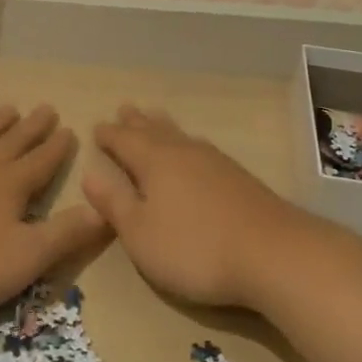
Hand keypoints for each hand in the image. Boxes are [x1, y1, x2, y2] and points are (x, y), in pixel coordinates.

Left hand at [0, 105, 106, 326]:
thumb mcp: (27, 258)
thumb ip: (66, 234)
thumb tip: (104, 210)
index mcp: (10, 186)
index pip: (42, 161)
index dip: (58, 147)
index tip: (70, 129)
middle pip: (12, 143)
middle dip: (32, 127)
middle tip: (45, 107)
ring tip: (8, 108)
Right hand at [82, 105, 317, 309]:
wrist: (272, 253)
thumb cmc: (194, 248)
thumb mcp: (140, 234)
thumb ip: (114, 204)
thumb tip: (88, 174)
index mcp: (154, 162)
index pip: (124, 141)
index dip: (109, 136)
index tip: (97, 127)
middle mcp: (183, 152)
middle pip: (154, 130)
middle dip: (136, 122)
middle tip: (125, 108)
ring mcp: (215, 162)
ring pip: (180, 135)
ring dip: (163, 126)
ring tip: (154, 118)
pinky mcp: (238, 177)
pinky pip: (201, 148)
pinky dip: (186, 143)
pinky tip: (194, 152)